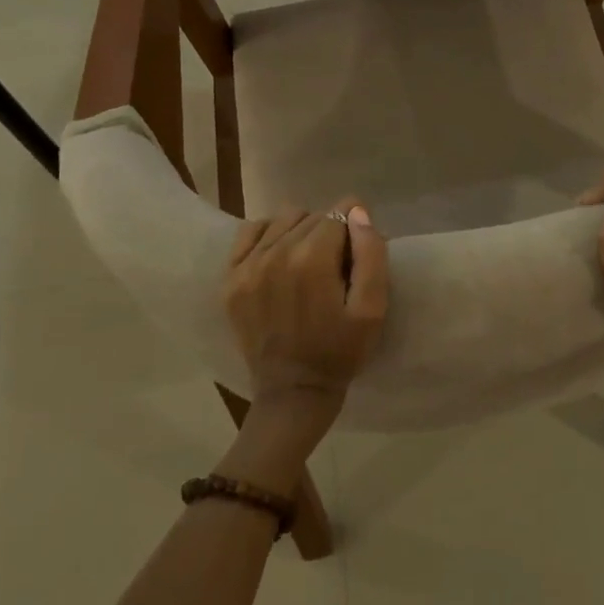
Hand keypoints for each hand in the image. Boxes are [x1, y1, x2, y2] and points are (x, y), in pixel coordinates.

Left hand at [224, 198, 387, 430]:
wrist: (292, 392)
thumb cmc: (340, 351)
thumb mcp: (372, 309)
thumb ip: (371, 254)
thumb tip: (357, 212)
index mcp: (311, 259)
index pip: (341, 213)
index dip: (356, 230)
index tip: (358, 255)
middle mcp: (275, 253)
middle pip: (314, 216)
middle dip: (332, 232)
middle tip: (337, 266)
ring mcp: (247, 265)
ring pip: (285, 219)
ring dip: (302, 231)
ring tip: (309, 263)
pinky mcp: (230, 278)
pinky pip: (251, 231)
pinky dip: (270, 234)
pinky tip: (281, 256)